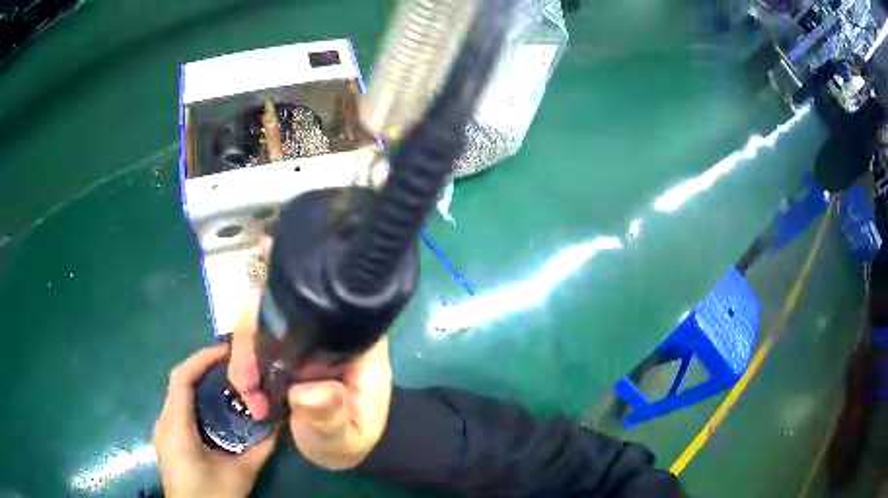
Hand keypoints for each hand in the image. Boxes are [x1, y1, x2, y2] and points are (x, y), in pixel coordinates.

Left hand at [153, 345, 277, 497]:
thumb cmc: (213, 496)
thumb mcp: (240, 474)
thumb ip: (261, 448)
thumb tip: (281, 422)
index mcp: (176, 426)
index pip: (181, 378)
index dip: (201, 358)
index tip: (227, 351)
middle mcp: (163, 422)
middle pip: (179, 382)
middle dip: (203, 368)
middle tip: (233, 366)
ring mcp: (162, 431)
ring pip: (177, 395)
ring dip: (199, 384)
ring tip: (227, 383)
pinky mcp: (167, 439)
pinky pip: (178, 409)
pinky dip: (195, 401)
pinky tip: (215, 411)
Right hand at [228, 299, 392, 469]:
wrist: (339, 448)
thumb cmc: (347, 440)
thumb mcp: (343, 437)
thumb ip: (330, 416)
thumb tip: (307, 390)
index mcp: (356, 342)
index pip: (315, 308)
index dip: (275, 324)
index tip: (254, 366)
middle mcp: (330, 328)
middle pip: (279, 307)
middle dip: (249, 342)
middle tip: (246, 385)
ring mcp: (306, 334)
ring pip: (261, 320)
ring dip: (243, 356)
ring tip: (249, 395)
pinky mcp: (288, 345)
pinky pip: (256, 338)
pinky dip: (244, 362)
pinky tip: (249, 392)